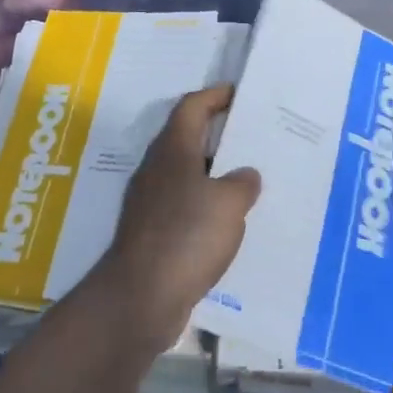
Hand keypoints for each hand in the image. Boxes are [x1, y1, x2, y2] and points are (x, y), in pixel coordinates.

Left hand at [94, 86, 260, 356]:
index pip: (192, 106)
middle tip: (253, 137)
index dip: (215, 95)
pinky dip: (206, 206)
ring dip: (214, 174)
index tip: (239, 94)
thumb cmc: (186, 236)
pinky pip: (184, 206)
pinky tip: (229, 223)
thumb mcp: (229, 203)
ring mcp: (150, 202)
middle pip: (188, 138)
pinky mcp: (151, 233)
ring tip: (248, 180)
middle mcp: (157, 168)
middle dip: (219, 135)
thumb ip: (242, 183)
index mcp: (173, 149)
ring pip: (187, 174)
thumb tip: (245, 176)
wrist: (139, 298)